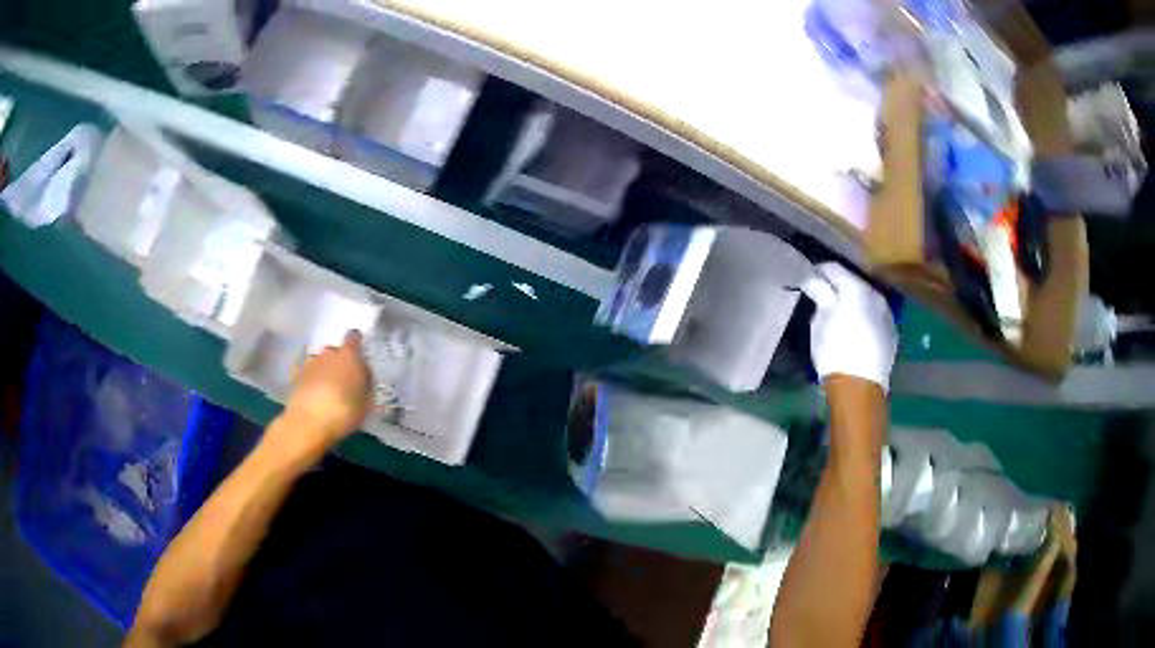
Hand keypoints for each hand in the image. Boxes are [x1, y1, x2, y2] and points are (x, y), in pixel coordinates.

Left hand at [282, 330, 373, 444]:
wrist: (308, 423)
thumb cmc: (344, 412)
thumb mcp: (367, 401)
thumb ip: (366, 382)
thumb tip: (363, 372)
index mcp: (349, 355)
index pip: (354, 337)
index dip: (356, 342)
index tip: (359, 353)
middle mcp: (328, 353)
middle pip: (335, 350)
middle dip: (338, 360)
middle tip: (343, 379)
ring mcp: (309, 363)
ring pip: (318, 360)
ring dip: (323, 369)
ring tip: (326, 387)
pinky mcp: (294, 375)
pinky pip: (304, 371)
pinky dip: (308, 377)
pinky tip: (310, 389)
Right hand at [799, 262, 896, 390]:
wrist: (859, 386)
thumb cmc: (834, 351)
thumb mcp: (819, 322)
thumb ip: (820, 296)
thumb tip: (814, 280)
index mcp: (855, 287)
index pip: (834, 269)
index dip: (819, 271)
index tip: (808, 278)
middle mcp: (875, 294)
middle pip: (854, 282)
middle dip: (839, 286)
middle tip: (824, 295)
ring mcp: (887, 313)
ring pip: (867, 299)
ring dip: (854, 302)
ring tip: (841, 312)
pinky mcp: (892, 332)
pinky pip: (875, 316)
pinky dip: (865, 316)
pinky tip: (856, 328)